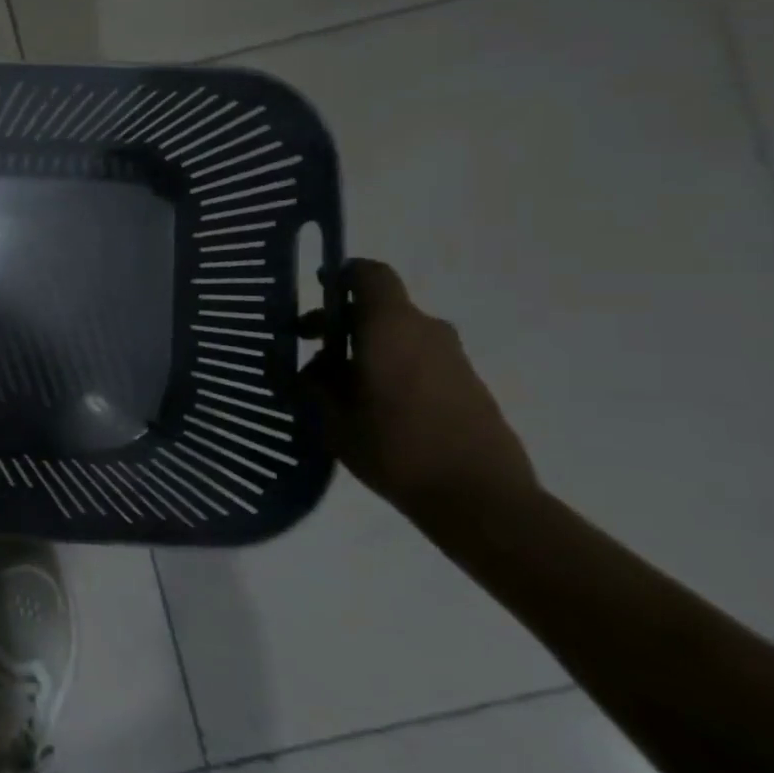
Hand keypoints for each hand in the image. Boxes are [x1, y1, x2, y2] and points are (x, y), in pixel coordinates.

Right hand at [302, 259, 536, 516]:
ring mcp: (453, 358)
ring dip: (366, 349)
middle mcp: (426, 331)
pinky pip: (419, 360)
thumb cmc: (394, 447)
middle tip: (308, 352)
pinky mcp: (468, 384)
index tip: (314, 294)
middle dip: (341, 323)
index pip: (368, 274)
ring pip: (398, 336)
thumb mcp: (330, 418)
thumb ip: (308, 384)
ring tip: (336, 389)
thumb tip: (292, 365)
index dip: (340, 276)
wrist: (481, 497)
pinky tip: (371, 407)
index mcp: (390, 327)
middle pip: (379, 308)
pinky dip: (391, 368)